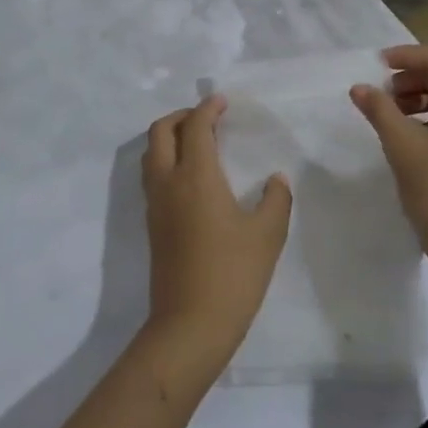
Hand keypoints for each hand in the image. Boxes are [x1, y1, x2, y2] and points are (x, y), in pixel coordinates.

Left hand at [139, 96, 291, 381]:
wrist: (189, 325)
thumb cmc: (233, 274)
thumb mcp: (267, 235)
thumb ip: (275, 200)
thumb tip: (275, 180)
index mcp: (195, 176)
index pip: (195, 127)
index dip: (207, 109)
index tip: (222, 102)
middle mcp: (168, 182)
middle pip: (160, 132)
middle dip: (181, 116)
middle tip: (207, 118)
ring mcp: (155, 205)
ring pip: (151, 154)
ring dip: (170, 137)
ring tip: (199, 143)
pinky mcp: (152, 225)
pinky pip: (152, 177)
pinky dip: (167, 160)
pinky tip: (192, 177)